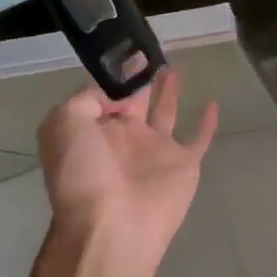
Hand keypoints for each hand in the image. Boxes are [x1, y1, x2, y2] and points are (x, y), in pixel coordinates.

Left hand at [36, 68, 218, 273]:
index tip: (126, 51)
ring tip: (171, 66)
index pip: (101, 95)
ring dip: (167, 91)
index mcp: (92, 130)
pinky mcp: (183, 164)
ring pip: (163, 112)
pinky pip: (198, 138)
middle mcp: (123, 138)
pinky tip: (212, 102)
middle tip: (150, 50)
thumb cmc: (84, 173)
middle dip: (139, 78)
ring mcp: (154, 151)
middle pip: (133, 100)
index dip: (112, 75)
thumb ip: (86, 98)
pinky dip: (206, 123)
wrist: (113, 226)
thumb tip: (115, 95)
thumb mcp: (65, 123)